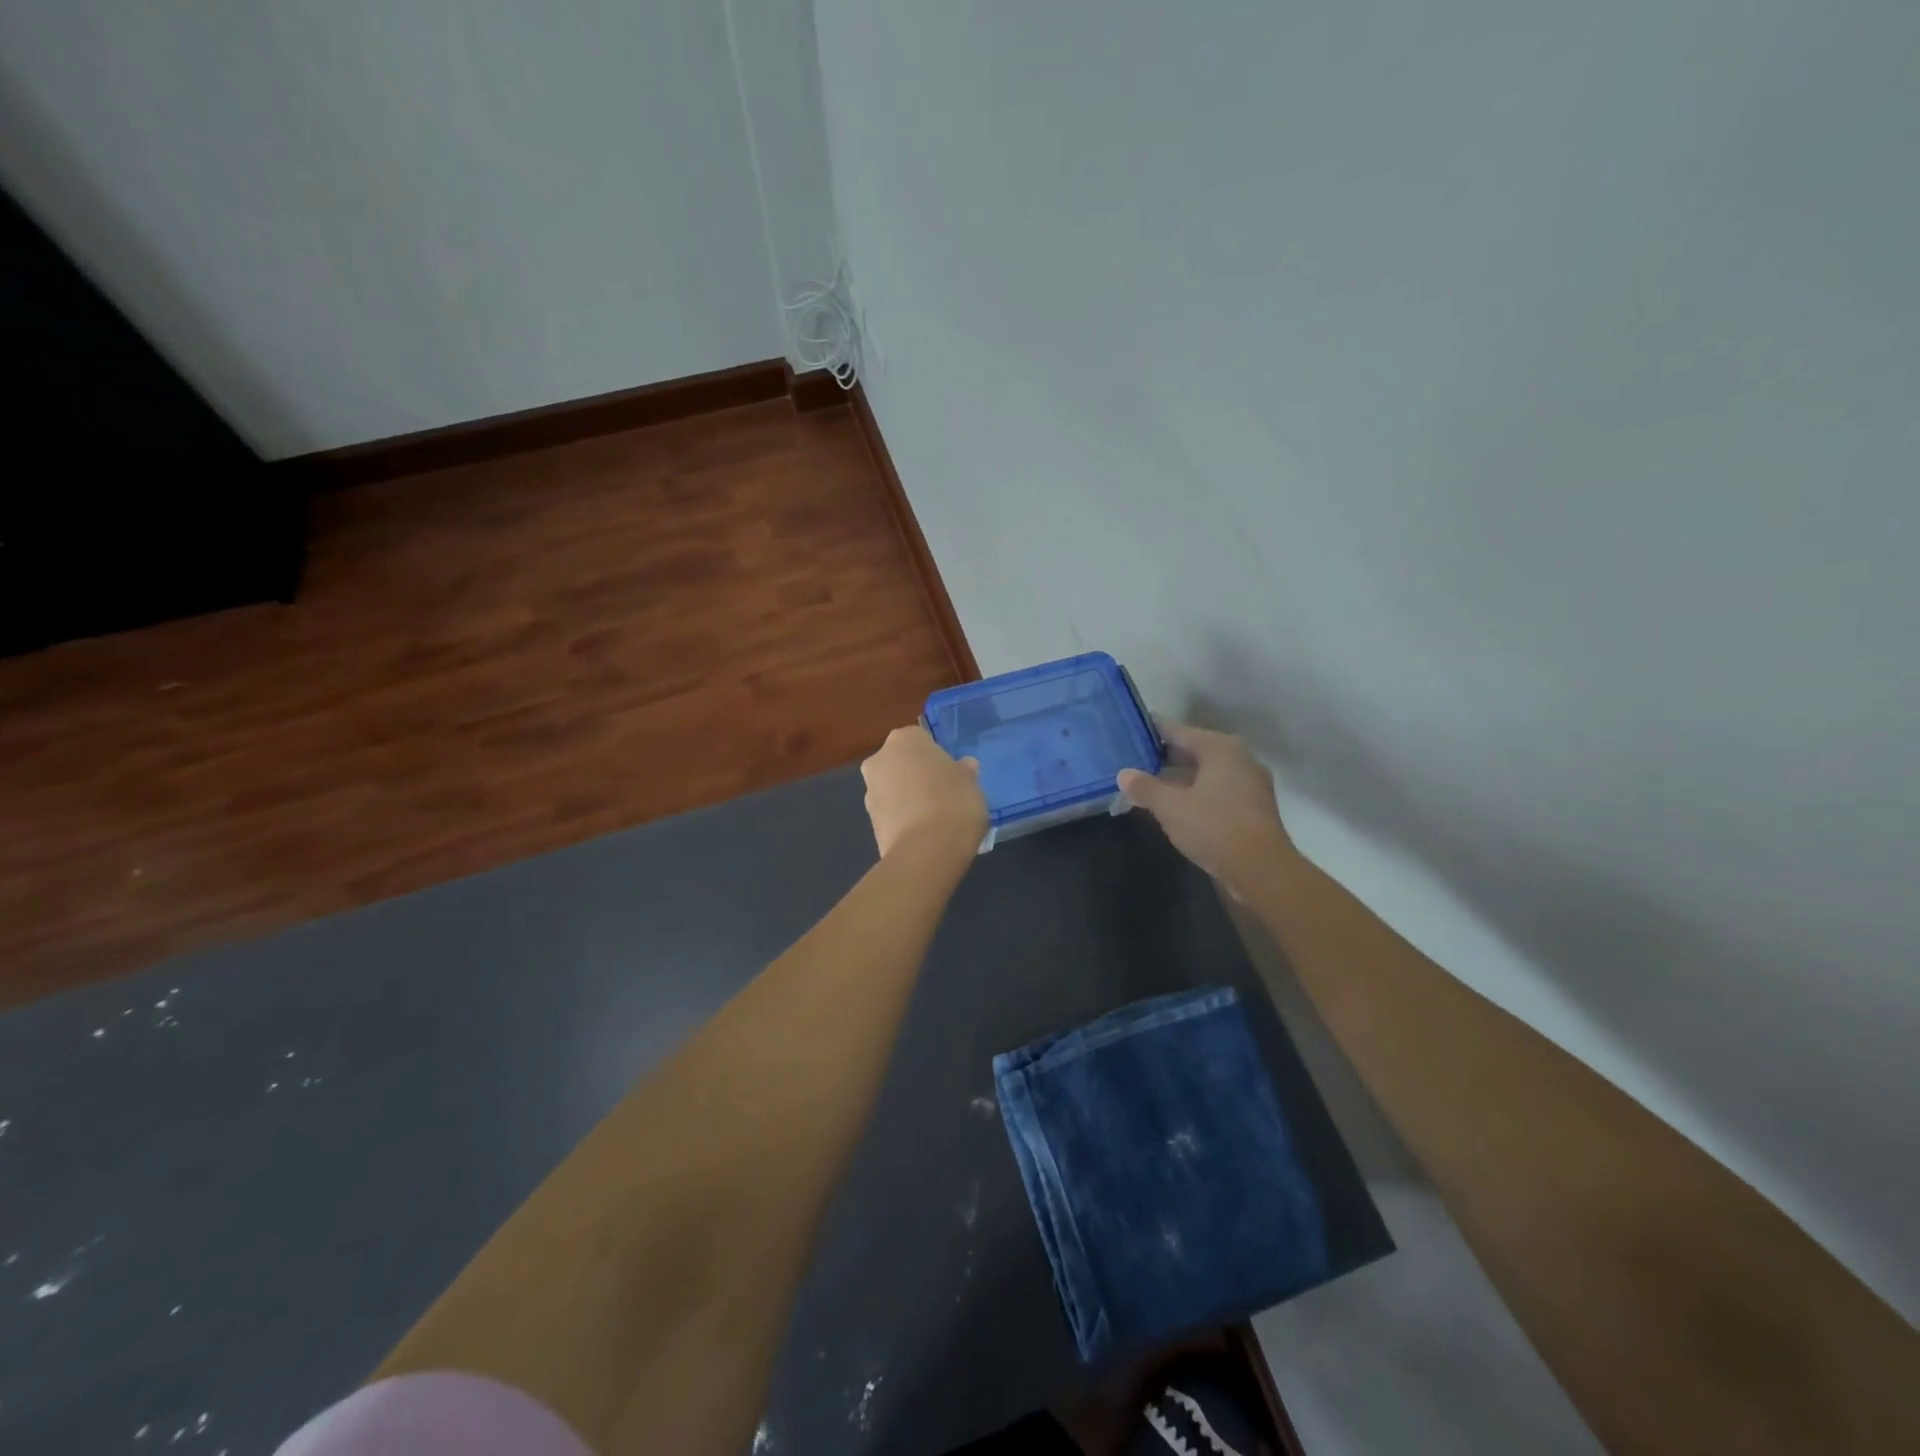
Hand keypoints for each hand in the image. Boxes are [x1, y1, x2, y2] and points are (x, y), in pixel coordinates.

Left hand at [861, 725, 987, 858]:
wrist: (926, 851)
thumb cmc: (954, 803)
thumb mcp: (971, 782)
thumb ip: (964, 771)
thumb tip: (963, 766)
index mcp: (904, 739)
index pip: (920, 738)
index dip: (936, 756)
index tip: (950, 772)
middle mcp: (880, 759)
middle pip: (901, 762)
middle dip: (916, 775)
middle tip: (942, 793)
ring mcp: (869, 791)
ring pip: (893, 788)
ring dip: (908, 798)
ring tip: (934, 818)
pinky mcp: (869, 822)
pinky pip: (891, 813)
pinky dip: (903, 819)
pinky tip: (923, 833)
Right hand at [1118, 720, 1296, 899]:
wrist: (1262, 871)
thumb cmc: (1214, 828)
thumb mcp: (1170, 808)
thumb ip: (1145, 787)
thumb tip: (1123, 774)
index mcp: (1220, 748)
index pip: (1177, 730)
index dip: (1150, 732)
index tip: (1127, 733)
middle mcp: (1238, 757)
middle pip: (1192, 749)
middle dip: (1162, 756)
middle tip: (1130, 759)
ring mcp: (1248, 782)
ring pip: (1204, 771)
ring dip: (1177, 777)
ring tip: (1145, 782)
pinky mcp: (1251, 805)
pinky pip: (1215, 789)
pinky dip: (1194, 792)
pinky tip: (1172, 804)